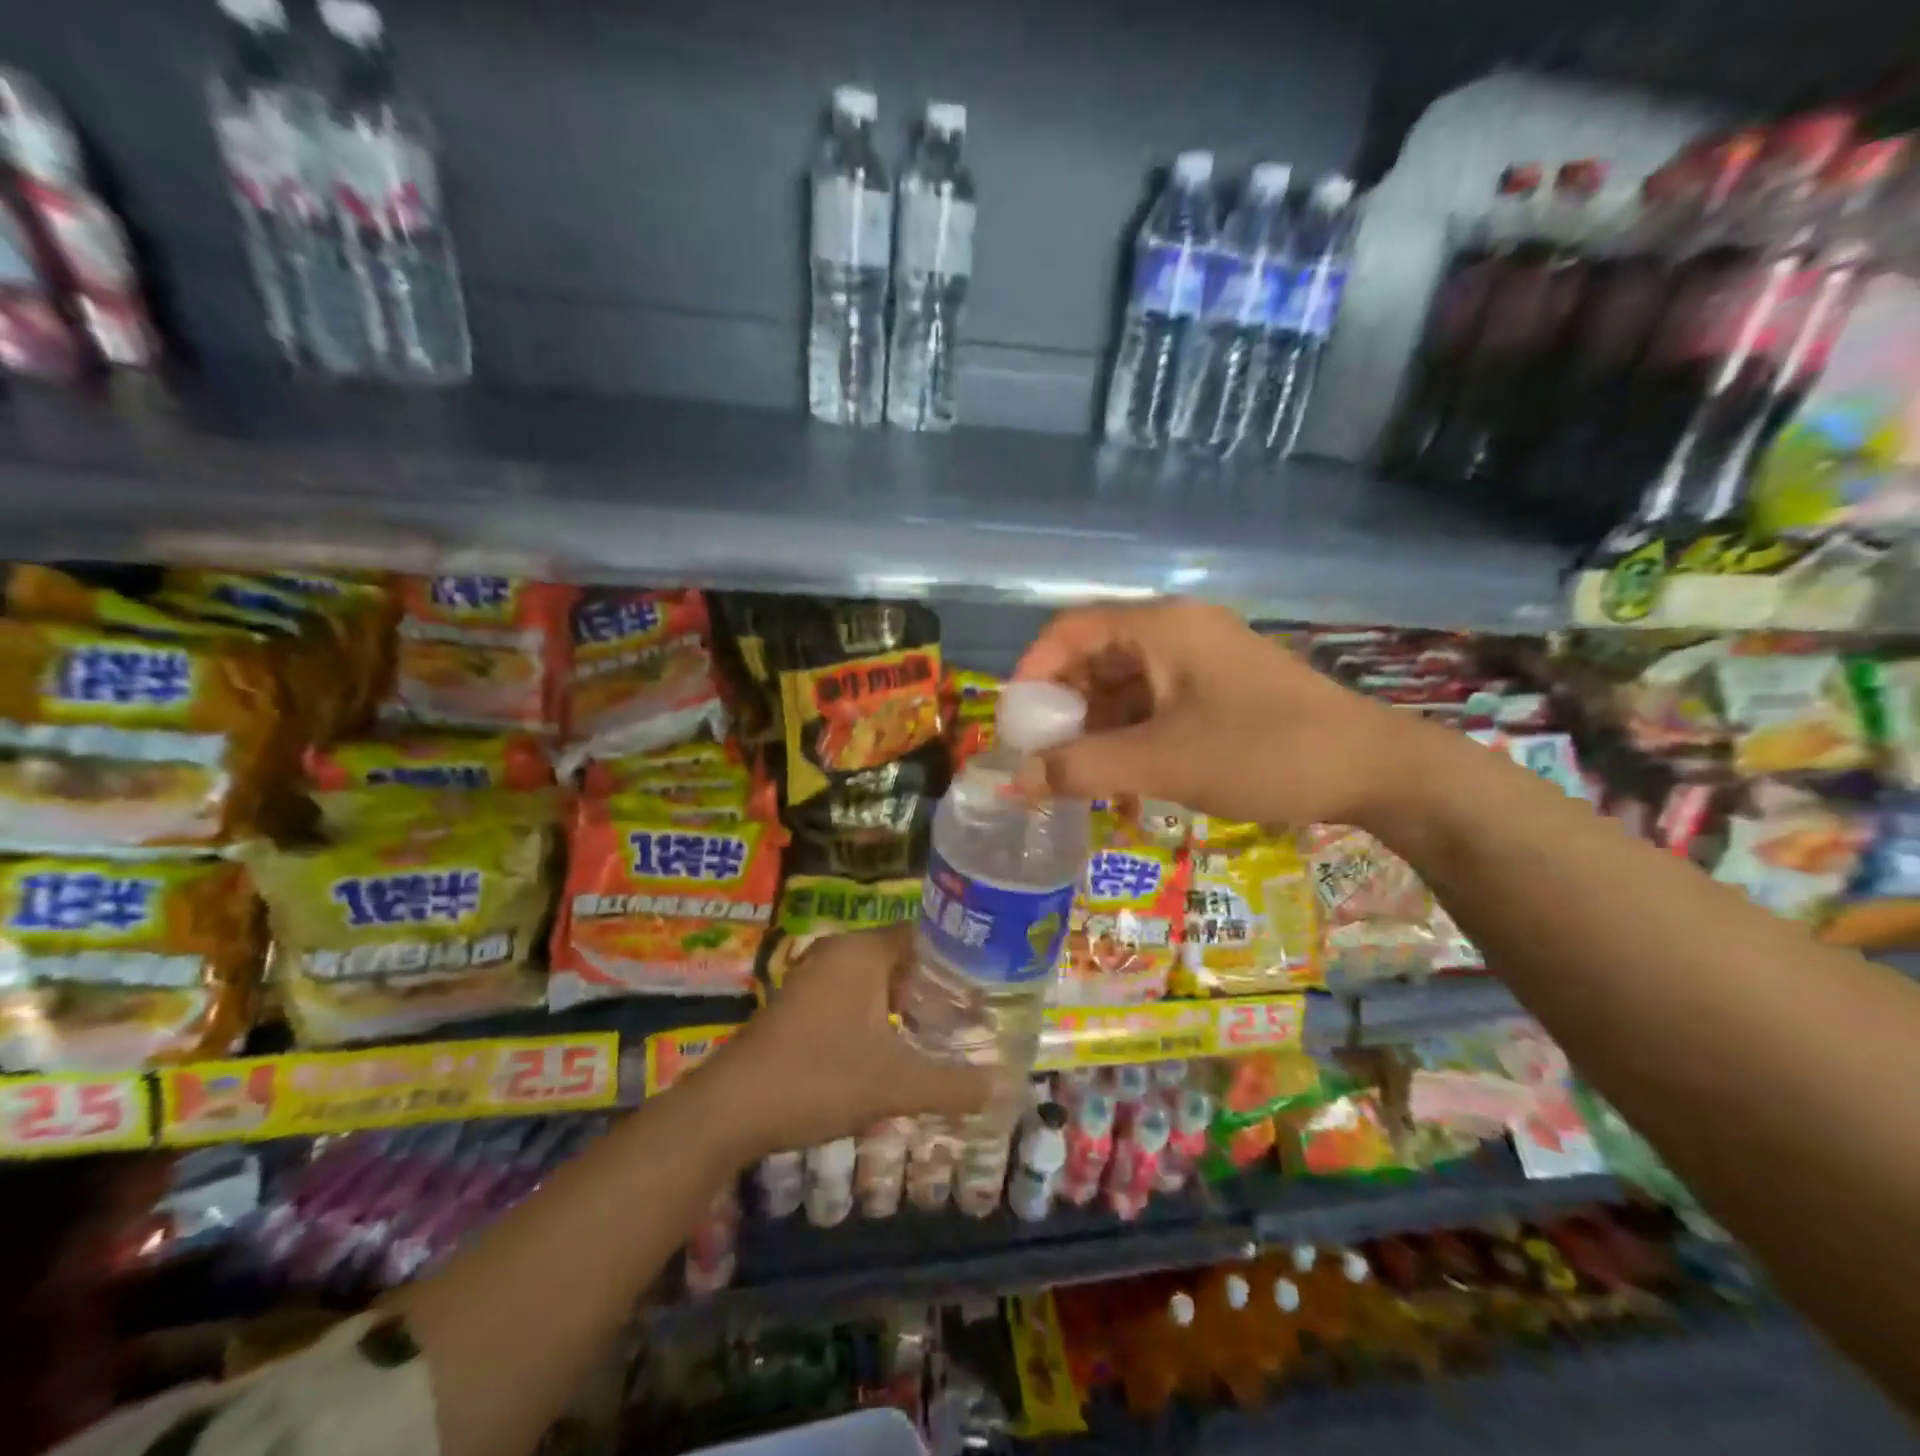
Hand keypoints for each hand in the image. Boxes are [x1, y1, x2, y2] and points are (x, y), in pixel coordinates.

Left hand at [695, 925, 997, 1159]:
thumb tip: (1007, 1087)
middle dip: (937, 986)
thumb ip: (953, 1085)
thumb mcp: (894, 1085)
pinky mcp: (800, 1001)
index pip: (926, 936)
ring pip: (877, 979)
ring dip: (907, 1003)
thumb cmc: (817, 1078)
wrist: (729, 1109)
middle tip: (975, 1013)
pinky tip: (896, 1046)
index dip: (960, 960)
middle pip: (903, 957)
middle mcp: (838, 951)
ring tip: (944, 1032)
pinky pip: (853, 994)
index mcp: (863, 951)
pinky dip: (878, 1013)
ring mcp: (814, 975)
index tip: (990, 985)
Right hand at [1013, 599, 1426, 829]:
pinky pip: (1157, 704)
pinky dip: (1132, 736)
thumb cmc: (1261, 752)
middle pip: (1095, 657)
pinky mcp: (1221, 688)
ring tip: (1079, 778)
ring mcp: (1203, 659)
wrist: (1374, 769)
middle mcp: (1178, 631)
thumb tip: (1015, 782)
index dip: (1032, 672)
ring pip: (1126, 686)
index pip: (1070, 630)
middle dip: (1063, 709)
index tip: (1015, 724)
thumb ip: (1081, 768)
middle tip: (1043, 758)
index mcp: (1160, 627)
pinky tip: (1125, 781)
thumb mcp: (1161, 762)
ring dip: (1097, 729)